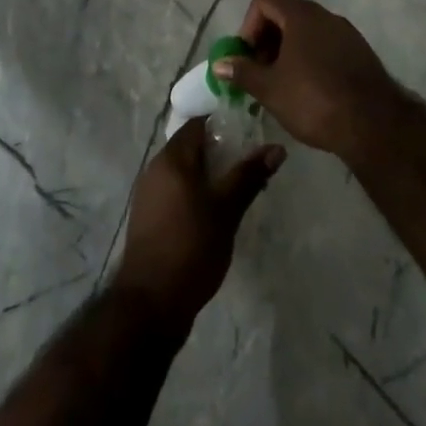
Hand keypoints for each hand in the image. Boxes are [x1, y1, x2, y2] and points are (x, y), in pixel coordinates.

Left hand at [111, 120, 283, 333]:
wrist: (152, 301)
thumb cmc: (191, 246)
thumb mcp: (227, 210)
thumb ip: (249, 175)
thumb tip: (277, 148)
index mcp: (172, 158)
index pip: (198, 124)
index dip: (224, 125)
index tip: (250, 132)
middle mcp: (155, 168)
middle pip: (190, 147)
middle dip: (220, 152)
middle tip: (250, 163)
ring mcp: (148, 193)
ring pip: (183, 171)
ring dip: (208, 174)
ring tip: (238, 188)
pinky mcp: (148, 217)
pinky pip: (175, 190)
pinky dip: (195, 192)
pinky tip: (215, 212)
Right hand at [214, 0, 405, 159]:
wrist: (375, 124)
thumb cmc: (314, 100)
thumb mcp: (270, 89)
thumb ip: (242, 72)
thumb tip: (219, 64)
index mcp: (301, 16)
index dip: (249, 23)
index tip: (248, 55)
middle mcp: (325, 16)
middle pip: (285, 14)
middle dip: (266, 40)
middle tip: (260, 73)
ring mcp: (347, 34)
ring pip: (307, 32)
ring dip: (288, 51)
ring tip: (282, 86)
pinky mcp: (361, 53)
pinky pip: (326, 46)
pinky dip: (311, 59)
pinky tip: (310, 92)